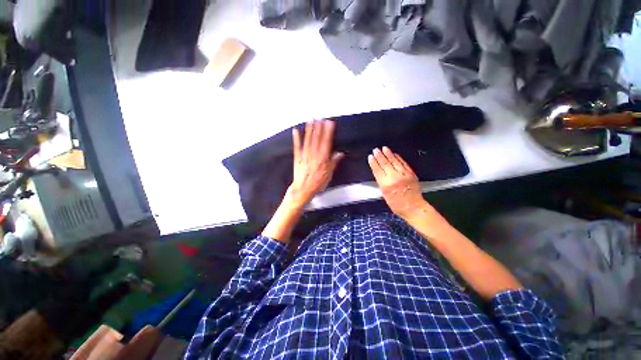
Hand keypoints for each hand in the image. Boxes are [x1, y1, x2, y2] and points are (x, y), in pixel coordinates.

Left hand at [287, 120, 343, 207]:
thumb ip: (334, 162)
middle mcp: (314, 154)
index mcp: (322, 158)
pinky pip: (297, 146)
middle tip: (320, 118)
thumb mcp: (329, 174)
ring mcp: (305, 155)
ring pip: (308, 140)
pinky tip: (296, 131)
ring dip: (309, 130)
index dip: (328, 132)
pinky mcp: (297, 158)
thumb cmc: (317, 183)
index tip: (329, 123)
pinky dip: (296, 138)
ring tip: (311, 120)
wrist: (303, 189)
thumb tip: (340, 154)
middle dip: (319, 127)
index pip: (326, 142)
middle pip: (317, 139)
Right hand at [368, 147, 427, 219]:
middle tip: (376, 150)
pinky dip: (398, 158)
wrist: (413, 207)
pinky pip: (403, 163)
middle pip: (385, 164)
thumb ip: (381, 182)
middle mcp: (394, 178)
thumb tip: (379, 171)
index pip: (377, 170)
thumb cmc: (396, 204)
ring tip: (384, 148)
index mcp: (385, 185)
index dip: (373, 163)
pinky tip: (395, 154)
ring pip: (394, 162)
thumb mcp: (384, 194)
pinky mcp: (411, 173)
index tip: (370, 156)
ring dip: (388, 154)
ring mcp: (403, 174)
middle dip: (379, 156)